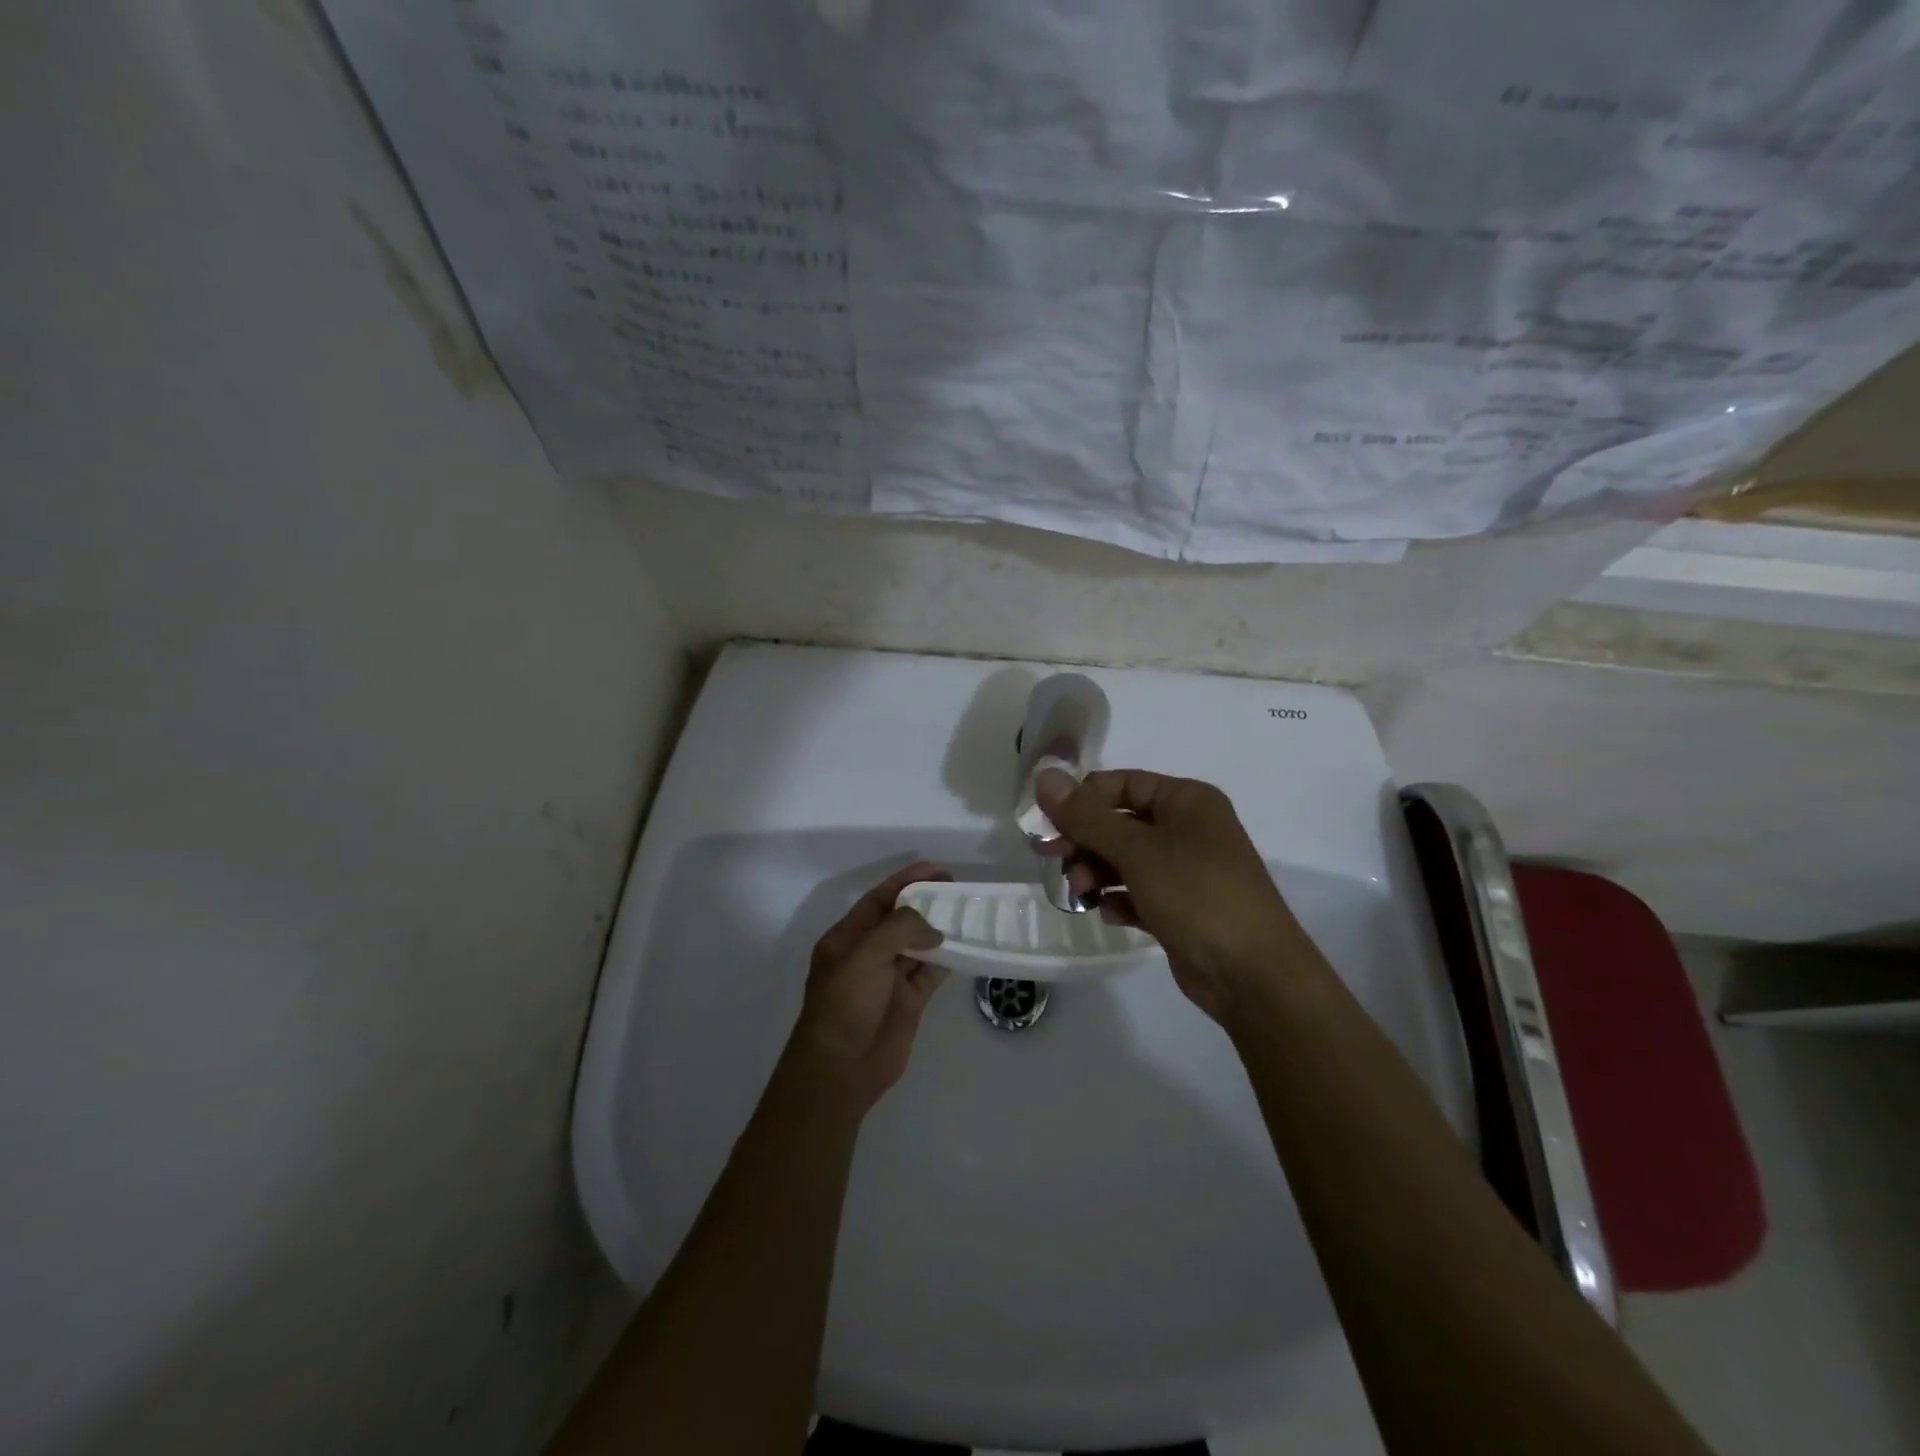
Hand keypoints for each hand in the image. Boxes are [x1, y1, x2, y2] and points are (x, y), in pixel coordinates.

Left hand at [787, 861, 950, 1112]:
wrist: (842, 1069)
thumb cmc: (845, 1004)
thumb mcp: (865, 956)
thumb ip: (900, 929)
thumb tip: (934, 929)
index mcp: (848, 938)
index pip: (878, 899)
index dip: (904, 880)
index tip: (934, 868)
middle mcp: (869, 954)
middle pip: (901, 919)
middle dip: (926, 902)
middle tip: (958, 889)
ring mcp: (889, 978)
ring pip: (919, 945)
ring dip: (939, 930)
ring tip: (967, 914)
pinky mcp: (909, 1000)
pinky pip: (930, 972)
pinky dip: (946, 960)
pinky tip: (965, 948)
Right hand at [1037, 769, 1309, 1025]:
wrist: (1253, 975)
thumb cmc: (1197, 895)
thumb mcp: (1136, 850)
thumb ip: (1086, 816)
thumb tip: (1045, 777)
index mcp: (1187, 800)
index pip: (1121, 783)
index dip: (1082, 800)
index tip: (1046, 823)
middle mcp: (1188, 829)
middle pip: (1120, 822)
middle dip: (1085, 841)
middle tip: (1052, 859)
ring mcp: (1186, 870)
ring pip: (1125, 860)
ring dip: (1097, 872)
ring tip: (1082, 893)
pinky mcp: (1181, 908)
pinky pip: (1138, 892)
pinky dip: (1119, 899)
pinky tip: (1109, 913)